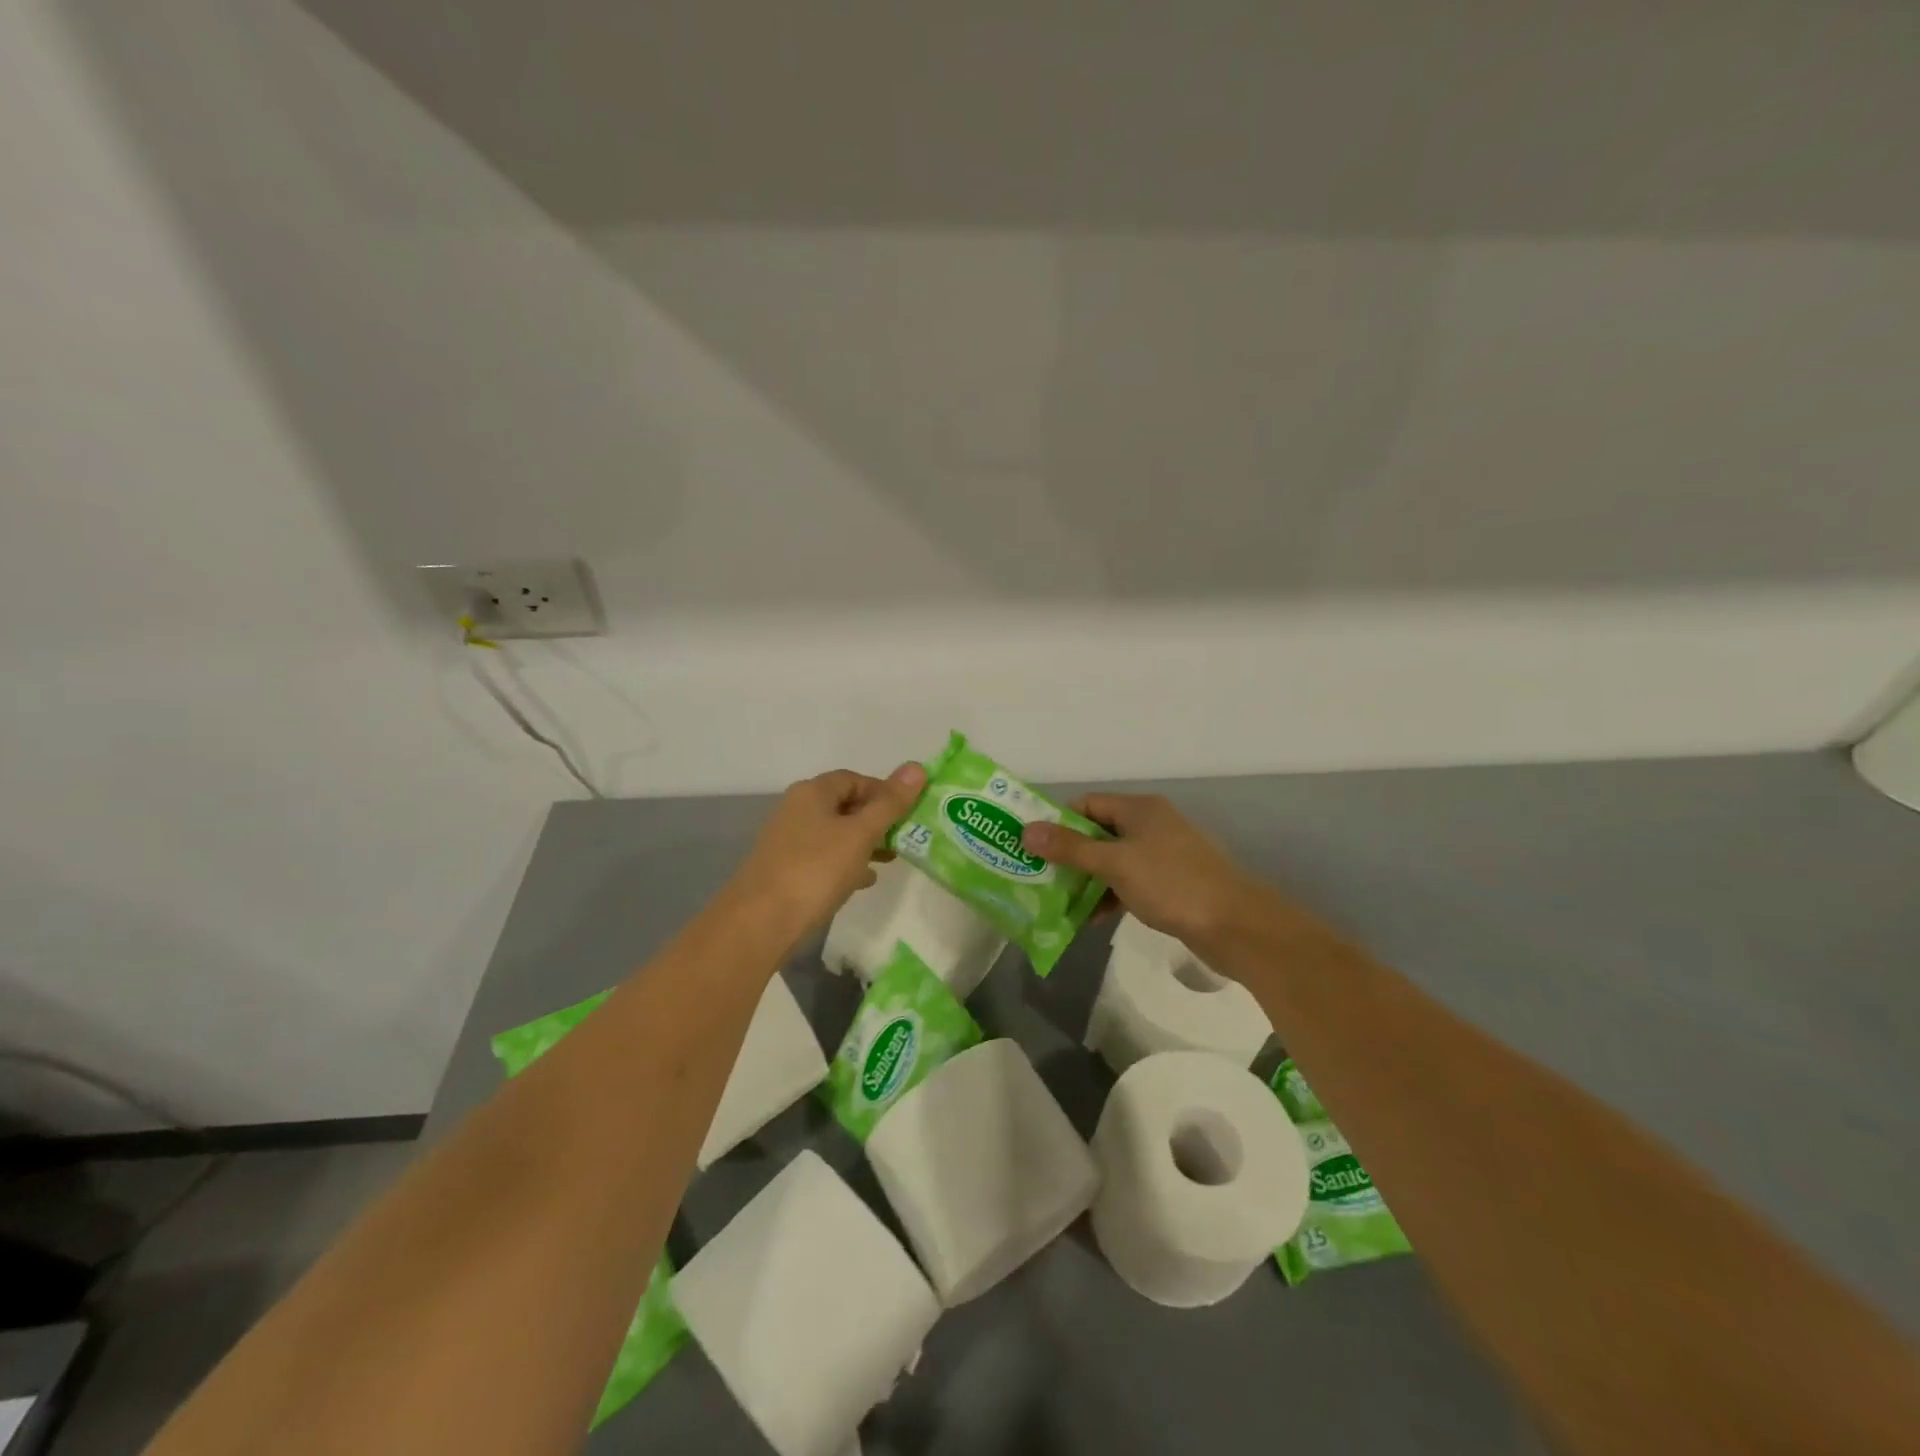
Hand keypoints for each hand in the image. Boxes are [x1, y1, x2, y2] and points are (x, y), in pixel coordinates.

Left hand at [730, 763, 927, 940]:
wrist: (760, 923)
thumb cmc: (815, 870)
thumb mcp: (860, 834)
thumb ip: (890, 803)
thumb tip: (917, 767)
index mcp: (812, 792)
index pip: (855, 778)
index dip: (884, 792)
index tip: (908, 813)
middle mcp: (797, 809)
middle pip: (845, 805)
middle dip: (877, 820)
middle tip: (905, 838)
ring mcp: (789, 840)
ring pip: (836, 833)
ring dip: (865, 843)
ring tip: (891, 860)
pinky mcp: (787, 869)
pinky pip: (824, 858)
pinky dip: (846, 863)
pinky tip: (864, 880)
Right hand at [1021, 793, 1264, 947]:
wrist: (1235, 925)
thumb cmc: (1172, 883)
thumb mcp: (1115, 863)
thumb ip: (1070, 848)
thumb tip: (1026, 831)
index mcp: (1139, 809)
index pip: (1087, 805)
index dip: (1058, 822)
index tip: (1032, 846)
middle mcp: (1150, 825)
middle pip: (1097, 833)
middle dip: (1068, 854)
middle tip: (1037, 875)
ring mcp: (1161, 856)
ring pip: (1112, 861)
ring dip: (1086, 879)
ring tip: (1056, 900)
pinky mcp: (1169, 884)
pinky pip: (1128, 883)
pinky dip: (1109, 895)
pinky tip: (1090, 918)